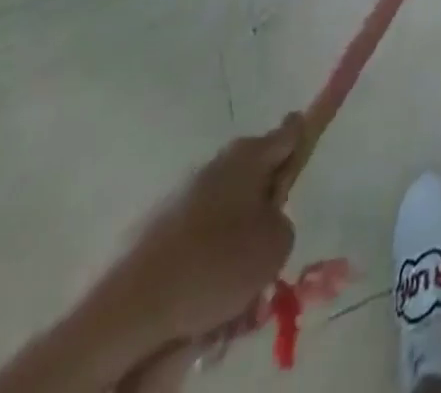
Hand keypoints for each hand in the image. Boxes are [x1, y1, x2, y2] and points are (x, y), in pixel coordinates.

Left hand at [109, 116, 303, 348]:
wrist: (131, 309)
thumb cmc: (216, 264)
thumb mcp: (276, 245)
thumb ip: (283, 223)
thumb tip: (265, 221)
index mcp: (249, 155)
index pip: (289, 131)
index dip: (303, 137)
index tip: (309, 145)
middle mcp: (216, 165)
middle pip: (254, 178)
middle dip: (264, 209)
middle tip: (268, 251)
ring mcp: (182, 196)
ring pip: (225, 215)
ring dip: (234, 244)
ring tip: (235, 292)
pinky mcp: (155, 232)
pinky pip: (196, 242)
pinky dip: (204, 266)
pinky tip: (204, 303)